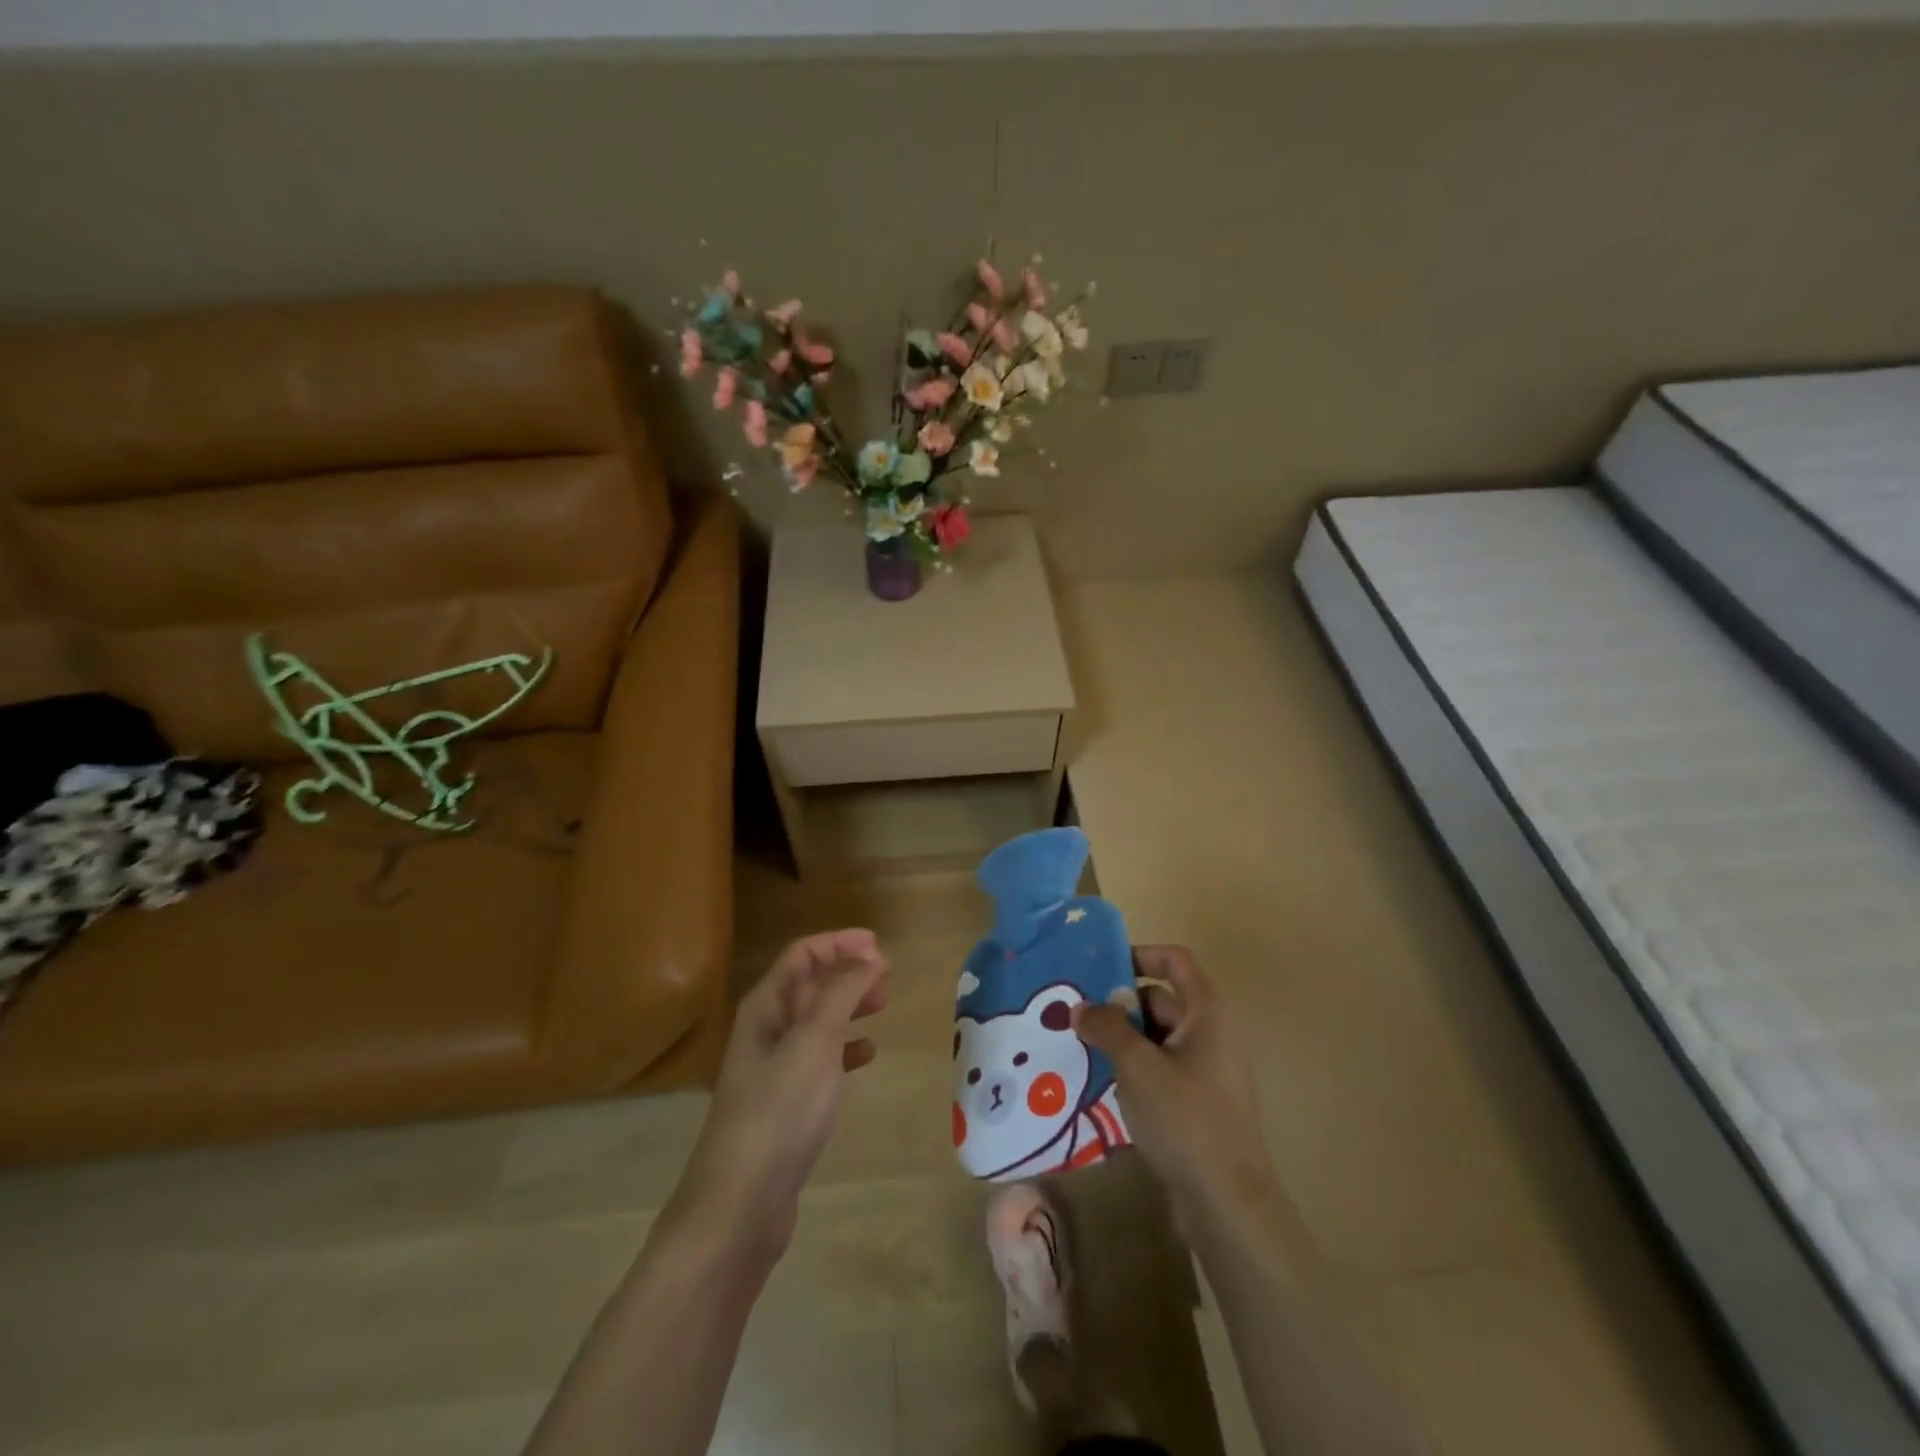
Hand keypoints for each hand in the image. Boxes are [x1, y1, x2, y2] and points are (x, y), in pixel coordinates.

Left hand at [670, 929, 888, 1261]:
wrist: (740, 1203)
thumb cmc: (779, 1110)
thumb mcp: (815, 1040)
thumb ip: (842, 992)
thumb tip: (868, 956)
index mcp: (765, 1007)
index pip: (802, 955)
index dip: (839, 943)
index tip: (879, 945)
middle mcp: (766, 1029)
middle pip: (809, 983)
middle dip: (847, 972)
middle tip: (888, 976)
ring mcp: (774, 1067)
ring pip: (817, 1019)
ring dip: (849, 1005)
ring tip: (883, 1005)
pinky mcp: (785, 1102)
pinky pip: (819, 1057)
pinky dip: (844, 1047)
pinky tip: (867, 1054)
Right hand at [1073, 945, 1276, 1222]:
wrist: (1228, 1201)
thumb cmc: (1186, 1117)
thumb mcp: (1137, 1065)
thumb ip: (1106, 1027)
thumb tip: (1081, 1007)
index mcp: (1206, 1010)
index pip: (1174, 960)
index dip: (1139, 955)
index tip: (1099, 968)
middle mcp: (1211, 1031)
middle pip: (1160, 998)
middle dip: (1118, 1004)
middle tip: (1076, 1015)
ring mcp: (1207, 1068)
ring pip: (1156, 1036)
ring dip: (1122, 1038)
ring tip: (1080, 1047)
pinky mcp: (1198, 1101)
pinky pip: (1161, 1067)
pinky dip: (1134, 1067)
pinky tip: (1102, 1083)